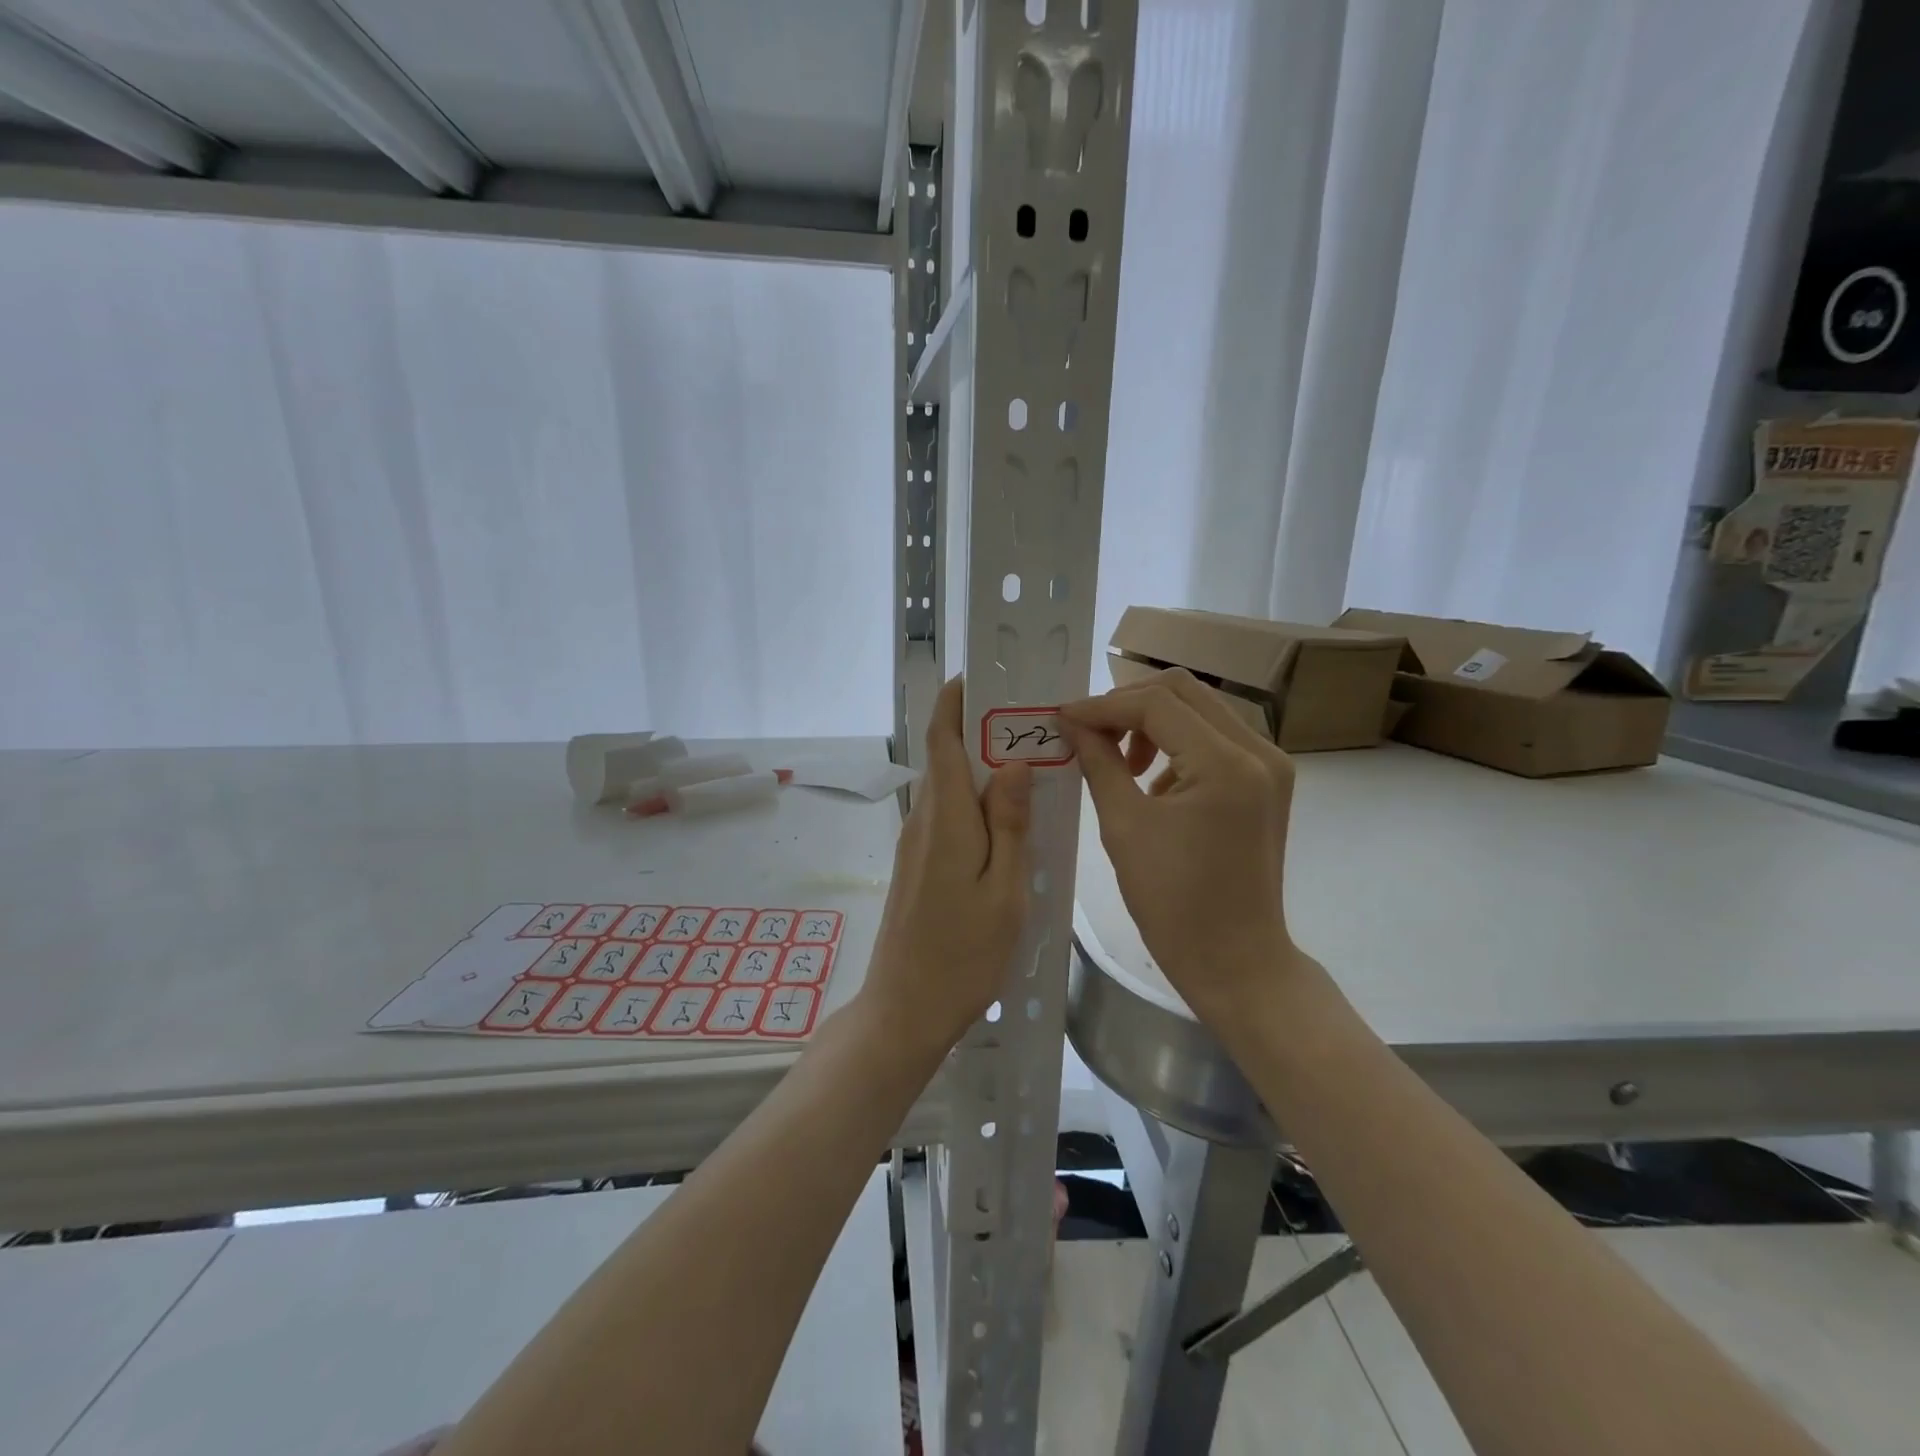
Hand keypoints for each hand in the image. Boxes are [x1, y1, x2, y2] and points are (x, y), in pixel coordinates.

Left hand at [860, 676, 1031, 1058]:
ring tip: (1033, 764)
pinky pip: (950, 816)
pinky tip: (1011, 819)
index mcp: (946, 816)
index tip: (985, 676)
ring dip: (984, 769)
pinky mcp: (919, 864)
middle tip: (1034, 721)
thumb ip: (1010, 822)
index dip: (957, 701)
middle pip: (949, 757)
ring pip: (952, 788)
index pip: (943, 738)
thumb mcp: (1005, 890)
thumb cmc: (963, 954)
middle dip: (983, 730)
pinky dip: (978, 803)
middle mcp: (925, 819)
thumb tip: (1012, 762)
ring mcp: (917, 843)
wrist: (906, 1008)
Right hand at [1061, 668, 1296, 1020]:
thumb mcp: (1124, 826)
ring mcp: (1269, 766)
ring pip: (1201, 710)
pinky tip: (1152, 781)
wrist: (1234, 960)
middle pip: (1184, 691)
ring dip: (1153, 722)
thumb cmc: (1173, 902)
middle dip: (1128, 705)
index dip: (1103, 706)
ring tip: (1120, 762)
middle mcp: (1259, 751)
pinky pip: (1215, 738)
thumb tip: (1071, 723)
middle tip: (1089, 733)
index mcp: (1226, 764)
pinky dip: (1177, 744)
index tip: (1063, 718)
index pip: (1157, 704)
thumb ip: (1098, 762)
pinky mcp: (1266, 782)